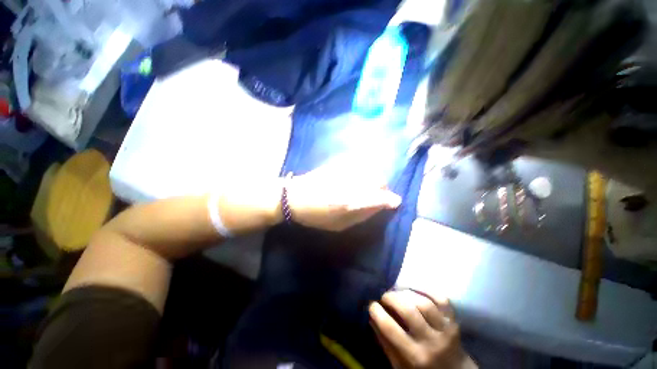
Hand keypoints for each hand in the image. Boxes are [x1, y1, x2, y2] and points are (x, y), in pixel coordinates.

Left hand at [286, 162, 401, 230]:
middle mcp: (349, 183)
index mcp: (349, 201)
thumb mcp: (339, 225)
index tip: (395, 202)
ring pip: (371, 169)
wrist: (294, 197)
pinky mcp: (338, 163)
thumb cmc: (316, 215)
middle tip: (378, 195)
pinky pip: (359, 163)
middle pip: (378, 180)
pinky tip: (358, 176)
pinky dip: (364, 169)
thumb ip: (361, 215)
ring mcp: (344, 171)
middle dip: (383, 188)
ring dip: (374, 178)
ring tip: (368, 186)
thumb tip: (378, 207)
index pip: (377, 197)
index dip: (389, 199)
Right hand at [369, 290, 476, 368]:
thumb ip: (386, 343)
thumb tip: (371, 318)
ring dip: (406, 293)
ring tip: (398, 293)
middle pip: (408, 310)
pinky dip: (427, 289)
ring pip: (423, 303)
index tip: (371, 305)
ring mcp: (445, 330)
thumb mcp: (400, 366)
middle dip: (391, 298)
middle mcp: (431, 342)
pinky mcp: (454, 321)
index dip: (377, 312)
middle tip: (384, 296)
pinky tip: (415, 288)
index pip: (390, 328)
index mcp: (415, 356)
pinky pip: (441, 299)